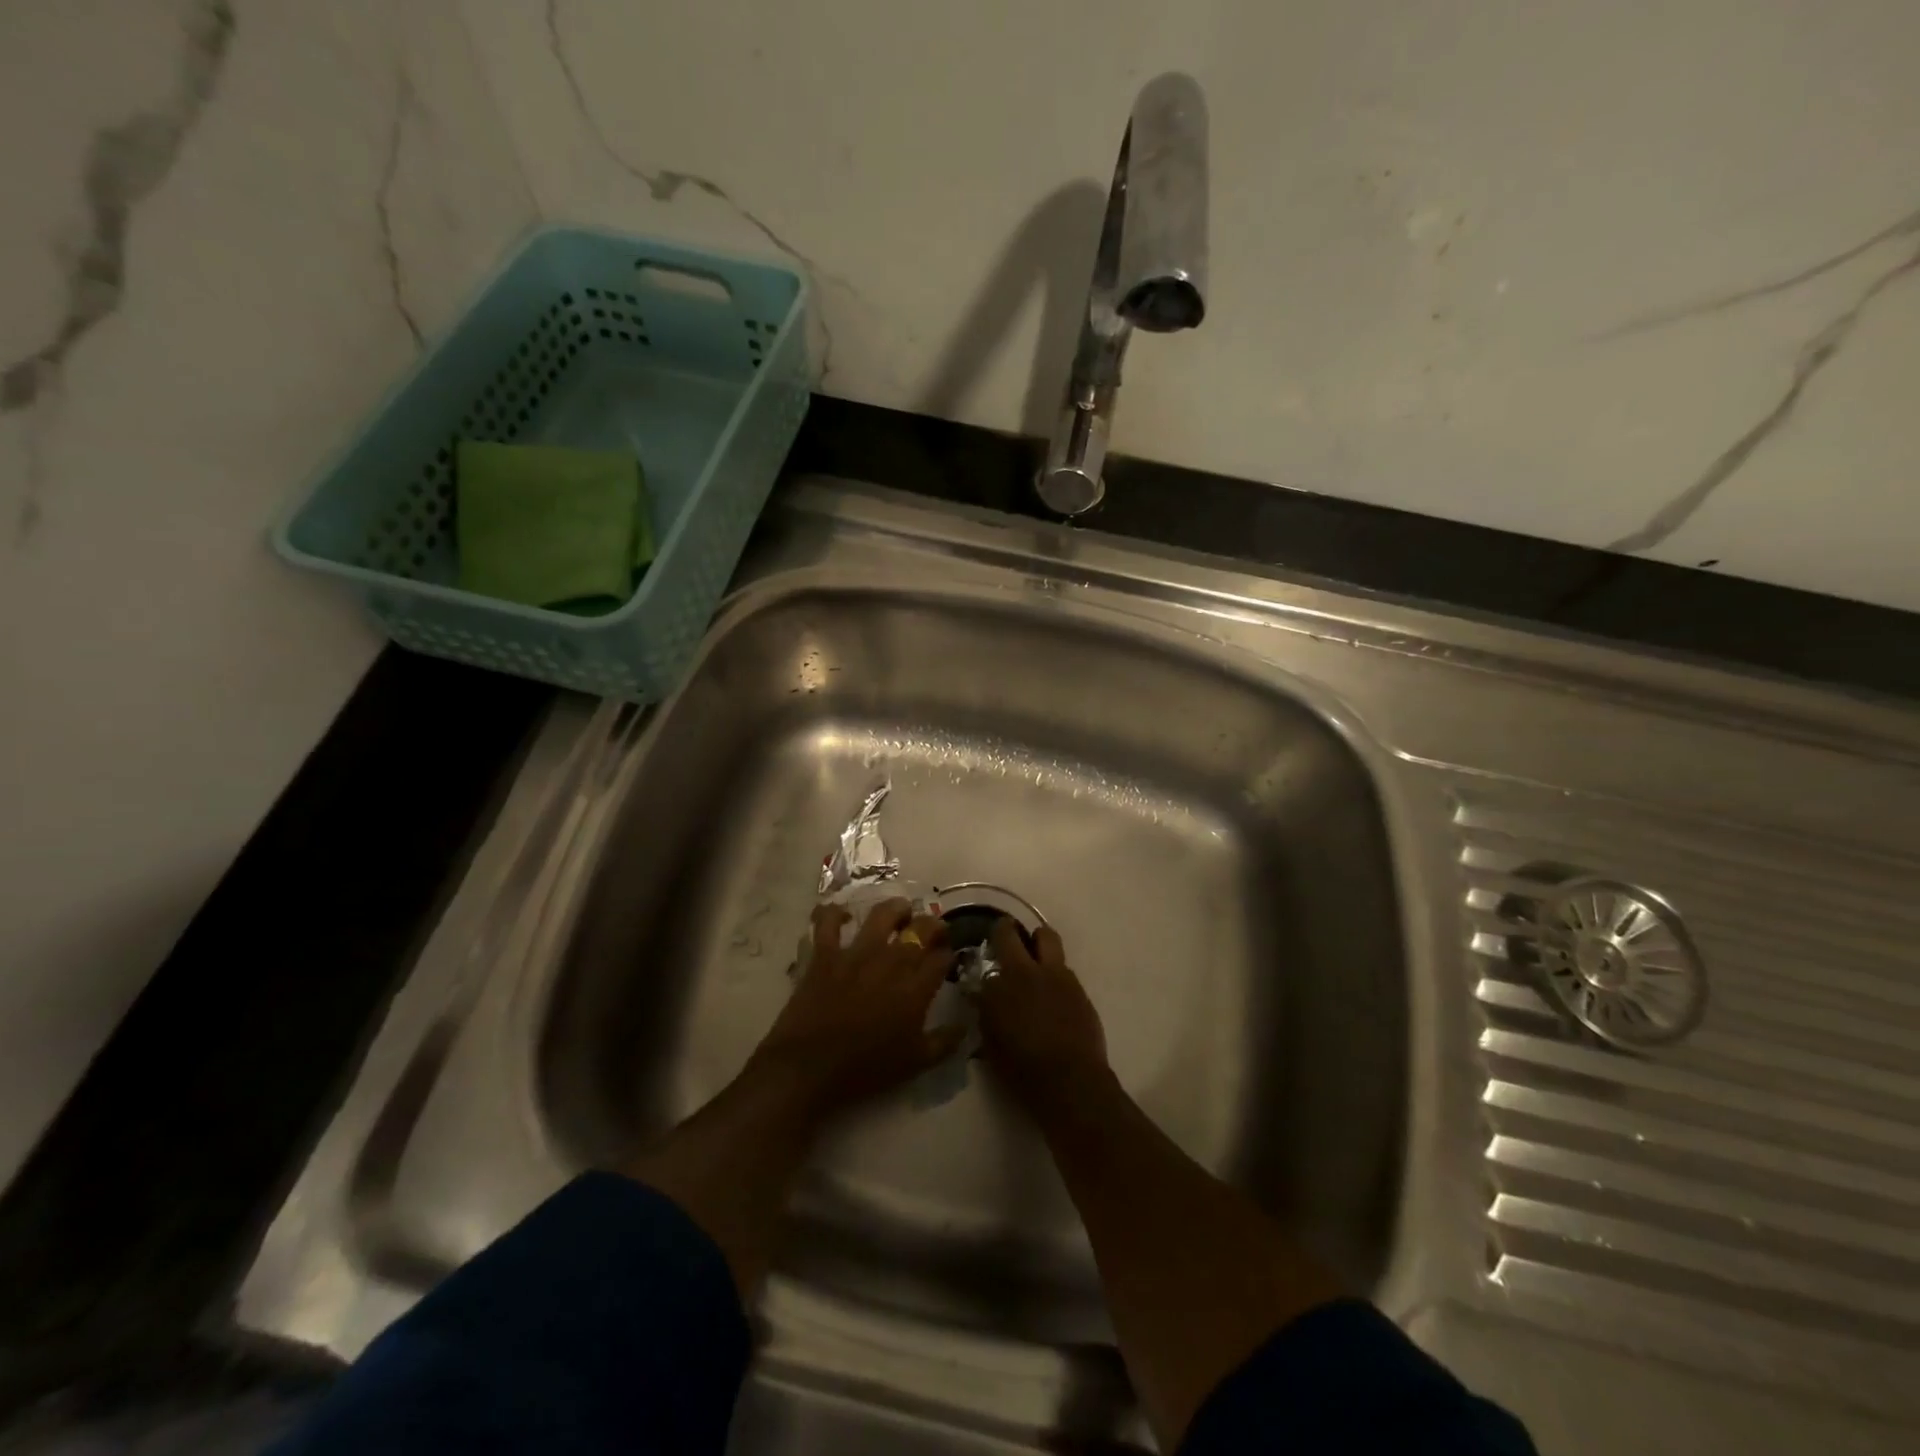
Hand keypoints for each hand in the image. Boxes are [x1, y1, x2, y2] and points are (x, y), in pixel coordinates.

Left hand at [751, 898, 961, 1117]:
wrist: (810, 1067)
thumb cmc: (866, 1069)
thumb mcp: (915, 1063)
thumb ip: (944, 1043)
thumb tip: (965, 1027)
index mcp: (916, 988)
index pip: (942, 958)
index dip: (949, 953)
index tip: (948, 957)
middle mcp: (892, 961)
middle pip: (921, 929)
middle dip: (934, 926)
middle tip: (934, 932)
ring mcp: (857, 953)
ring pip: (883, 915)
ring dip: (896, 909)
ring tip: (901, 912)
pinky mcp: (826, 953)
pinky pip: (828, 922)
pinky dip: (834, 913)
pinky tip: (843, 914)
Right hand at [978, 919, 1108, 1109]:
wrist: (1071, 1080)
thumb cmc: (1023, 1069)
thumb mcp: (991, 1044)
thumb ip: (986, 1013)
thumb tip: (982, 997)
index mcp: (997, 986)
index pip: (982, 960)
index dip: (982, 957)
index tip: (983, 959)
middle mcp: (1025, 971)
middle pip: (1010, 933)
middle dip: (1004, 930)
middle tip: (1004, 935)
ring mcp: (1056, 974)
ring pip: (1046, 937)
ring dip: (1038, 941)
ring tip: (1035, 955)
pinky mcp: (1078, 986)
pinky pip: (1063, 966)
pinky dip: (1055, 970)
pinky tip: (1053, 989)